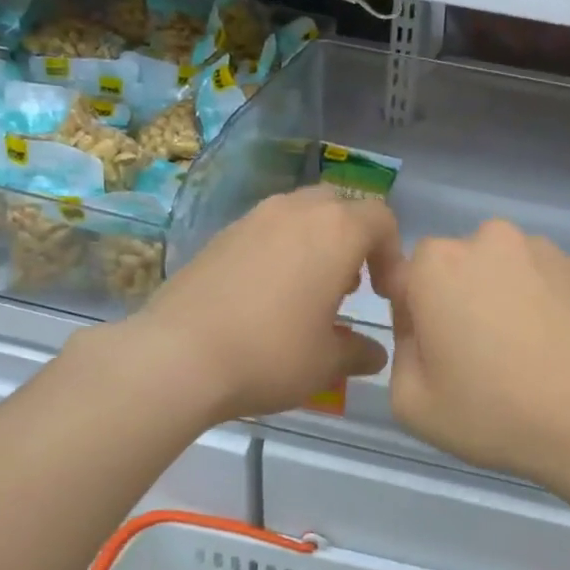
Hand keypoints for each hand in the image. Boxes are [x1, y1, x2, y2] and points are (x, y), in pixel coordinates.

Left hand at [132, 186, 401, 424]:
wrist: (178, 355)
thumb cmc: (270, 354)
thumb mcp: (326, 362)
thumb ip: (358, 352)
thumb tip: (374, 353)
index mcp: (336, 232)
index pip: (381, 219)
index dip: (391, 254)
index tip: (384, 294)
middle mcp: (296, 211)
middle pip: (339, 207)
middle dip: (352, 240)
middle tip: (348, 285)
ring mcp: (253, 218)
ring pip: (299, 214)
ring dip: (315, 243)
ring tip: (307, 292)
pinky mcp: (219, 235)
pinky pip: (265, 230)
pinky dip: (279, 251)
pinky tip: (265, 296)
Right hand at [388, 219, 569, 486]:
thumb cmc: (495, 413)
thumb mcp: (411, 402)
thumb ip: (400, 351)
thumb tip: (422, 328)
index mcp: (437, 264)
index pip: (406, 279)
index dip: (414, 318)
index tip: (435, 355)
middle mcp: (488, 239)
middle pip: (457, 268)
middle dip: (458, 301)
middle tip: (479, 355)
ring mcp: (542, 249)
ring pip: (502, 270)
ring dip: (501, 298)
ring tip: (523, 352)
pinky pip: (543, 280)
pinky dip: (541, 303)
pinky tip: (555, 347)